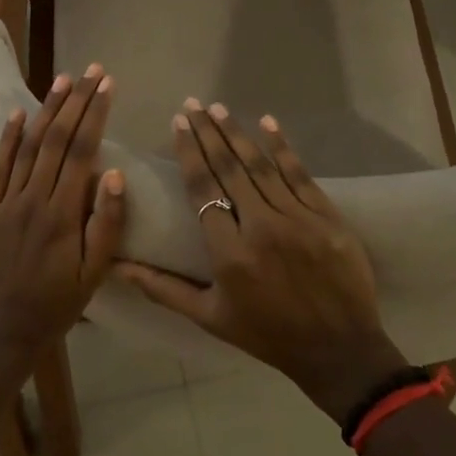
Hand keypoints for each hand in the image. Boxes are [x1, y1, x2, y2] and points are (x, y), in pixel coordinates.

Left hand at [0, 64, 126, 350]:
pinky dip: (8, 138)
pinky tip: (19, 113)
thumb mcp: (94, 273)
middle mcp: (35, 198)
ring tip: (62, 79)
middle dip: (76, 101)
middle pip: (57, 139)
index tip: (107, 84)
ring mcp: (9, 201)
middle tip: (91, 70)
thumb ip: (106, 223)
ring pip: (30, 145)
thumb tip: (115, 173)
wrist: (4, 330)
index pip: (83, 151)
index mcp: (64, 212)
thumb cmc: (58, 304)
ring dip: (47, 110)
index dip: (96, 114)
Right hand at [117, 101, 406, 419]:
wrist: (338, 350)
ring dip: (237, 133)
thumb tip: (117, 269)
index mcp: (229, 253)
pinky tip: (268, 123)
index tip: (178, 123)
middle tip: (193, 104)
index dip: (189, 152)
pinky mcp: (327, 217)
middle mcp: (261, 227)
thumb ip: (162, 288)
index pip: (203, 189)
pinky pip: (300, 174)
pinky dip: (283, 147)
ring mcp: (298, 219)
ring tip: (218, 107)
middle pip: (229, 169)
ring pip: (261, 166)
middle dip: (208, 132)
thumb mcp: (209, 316)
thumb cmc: (267, 334)